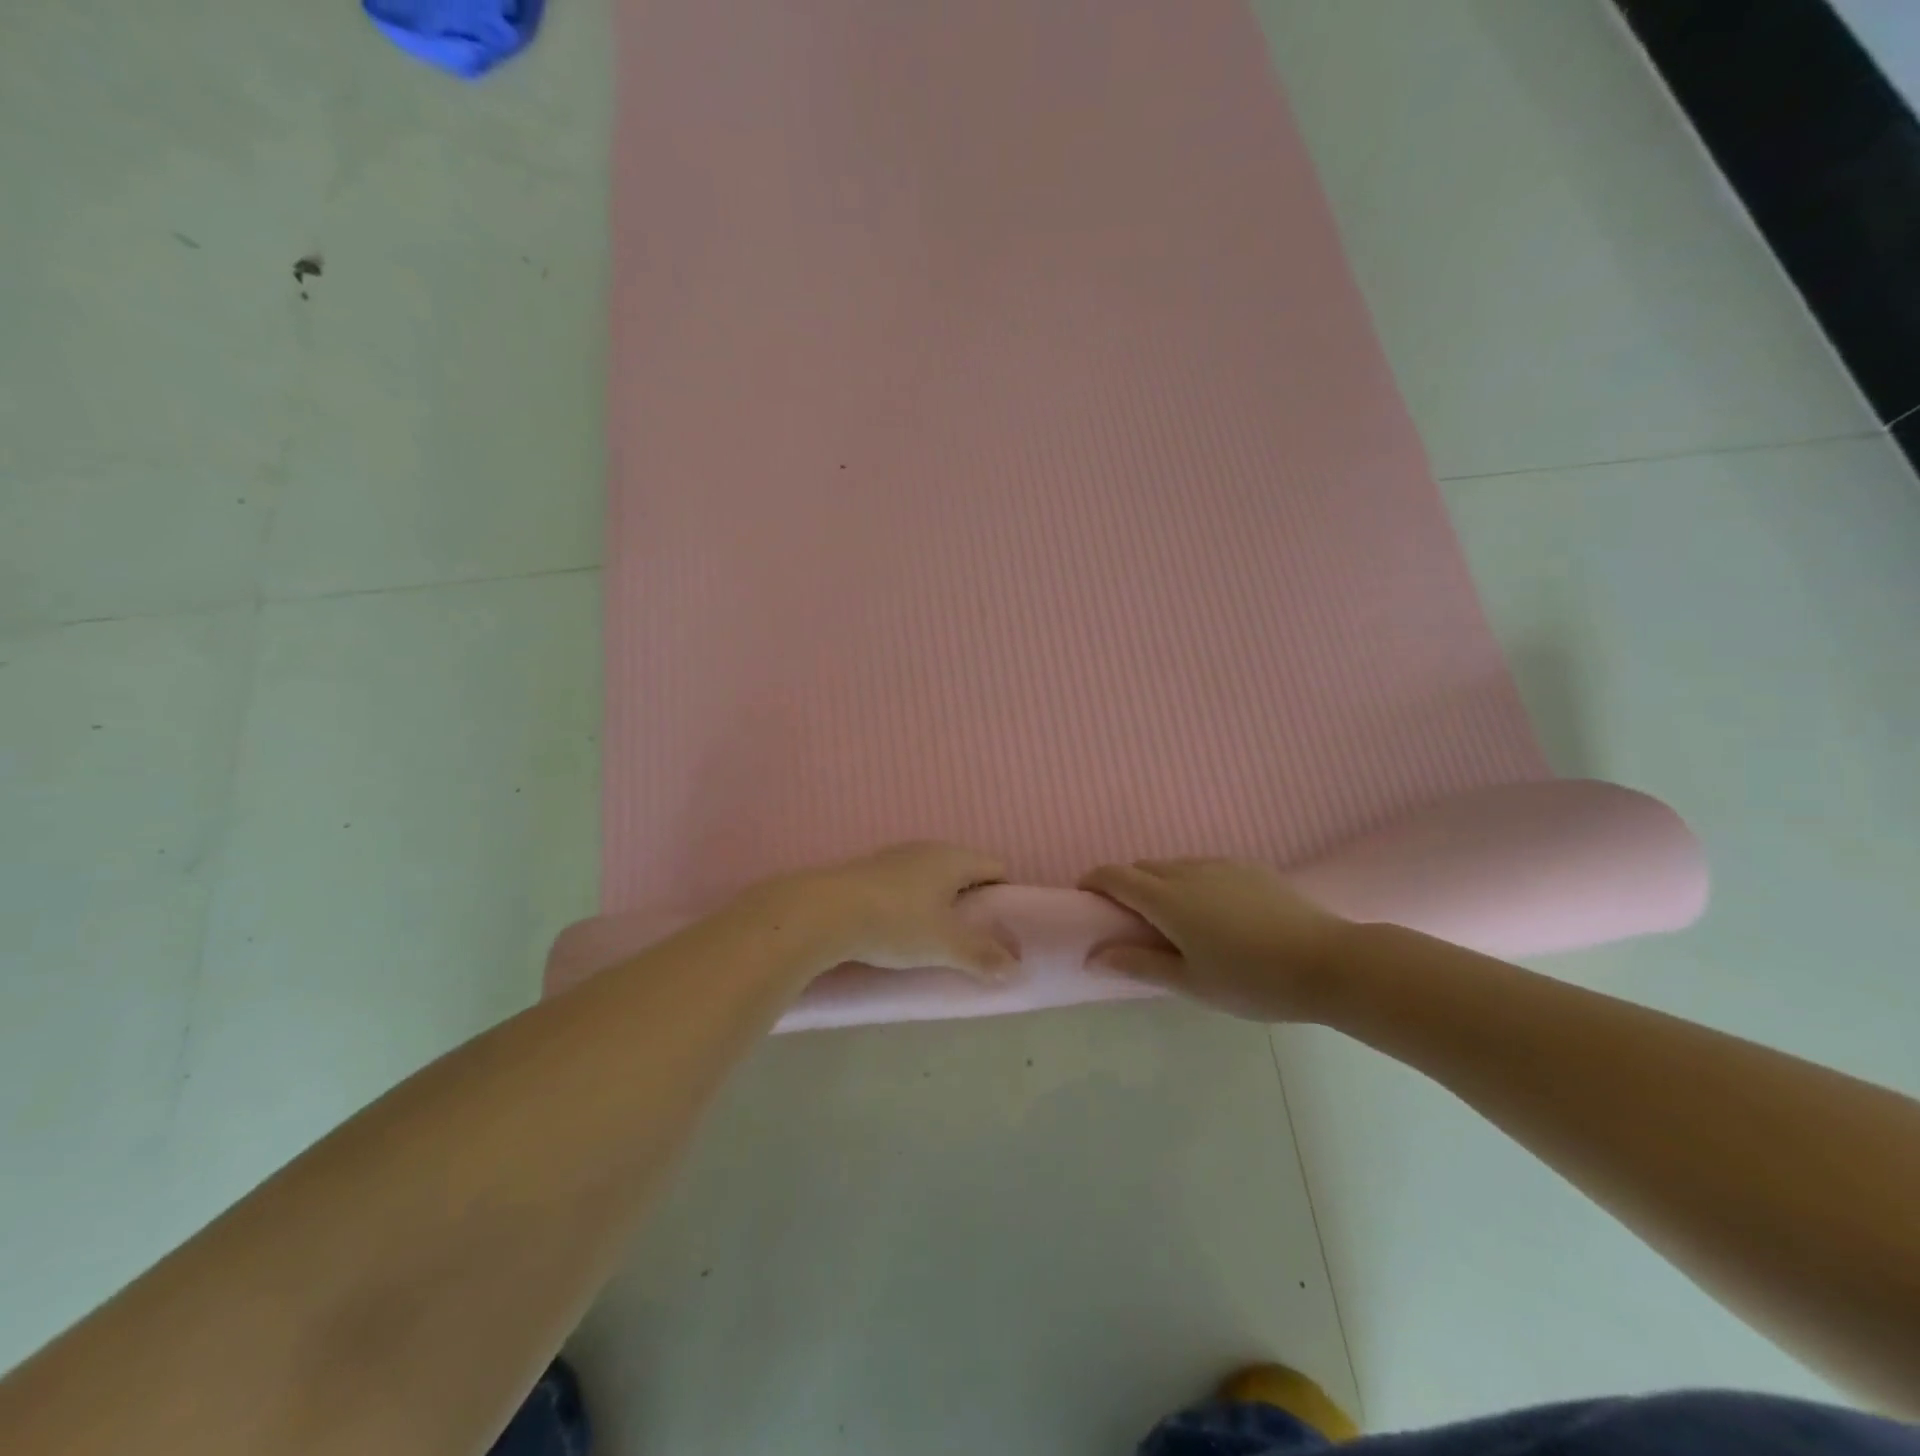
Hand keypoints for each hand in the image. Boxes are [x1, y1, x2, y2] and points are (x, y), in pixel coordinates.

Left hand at [739, 842, 1016, 982]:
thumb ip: (982, 955)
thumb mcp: (944, 945)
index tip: (1002, 925)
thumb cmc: (896, 922)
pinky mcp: (867, 871)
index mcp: (953, 858)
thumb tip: (1015, 966)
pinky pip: (903, 884)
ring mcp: (894, 857)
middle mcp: (926, 849)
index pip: (995, 867)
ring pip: (931, 876)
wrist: (824, 912)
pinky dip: (910, 903)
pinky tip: (899, 928)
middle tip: (973, 936)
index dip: (1005, 894)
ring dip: (939, 901)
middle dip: (972, 900)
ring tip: (935, 936)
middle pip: (963, 869)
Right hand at [1078, 858, 1349, 1021]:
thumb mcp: (1191, 983)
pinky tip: (1212, 911)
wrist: (1329, 961)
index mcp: (1168, 900)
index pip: (1115, 876)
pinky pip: (1204, 867)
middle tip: (1129, 920)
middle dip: (1125, 885)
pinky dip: (1190, 881)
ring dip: (1159, 882)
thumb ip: (1138, 965)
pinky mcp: (1249, 867)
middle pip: (1142, 867)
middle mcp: (1189, 872)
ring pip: (1174, 865)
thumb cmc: (1253, 980)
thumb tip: (1092, 956)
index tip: (1085, 899)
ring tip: (1172, 919)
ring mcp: (1221, 865)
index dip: (1093, 881)